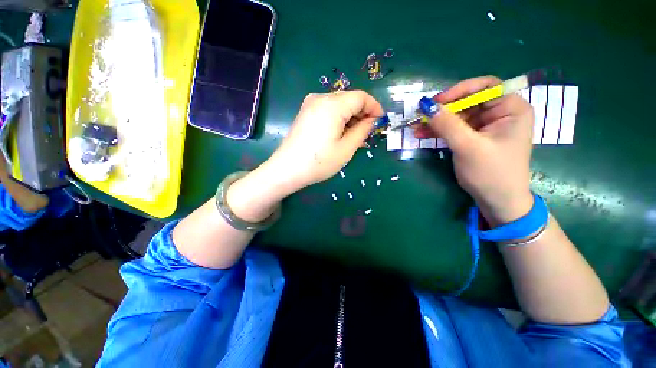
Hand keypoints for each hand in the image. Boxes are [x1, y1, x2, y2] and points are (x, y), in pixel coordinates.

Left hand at [226, 90, 382, 222]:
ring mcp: (310, 104)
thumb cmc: (319, 162)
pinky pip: (328, 109)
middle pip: (349, 98)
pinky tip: (340, 132)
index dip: (374, 107)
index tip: (380, 121)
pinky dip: (339, 118)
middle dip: (362, 113)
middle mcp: (320, 98)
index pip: (361, 97)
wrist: (287, 169)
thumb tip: (371, 121)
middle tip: (367, 131)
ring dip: (350, 116)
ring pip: (339, 104)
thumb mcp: (346, 148)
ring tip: (354, 135)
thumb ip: (362, 131)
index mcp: (333, 105)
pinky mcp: (305, 112)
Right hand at [415, 76, 534, 224]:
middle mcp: (500, 114)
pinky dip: (438, 131)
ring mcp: (485, 127)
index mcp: (511, 109)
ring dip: (436, 121)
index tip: (437, 102)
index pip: (486, 87)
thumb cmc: (491, 173)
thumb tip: (426, 105)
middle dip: (443, 110)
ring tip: (415, 127)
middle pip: (468, 102)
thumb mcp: (468, 147)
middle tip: (420, 116)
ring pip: (457, 116)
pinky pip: (454, 128)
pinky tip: (422, 134)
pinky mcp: (473, 137)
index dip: (460, 91)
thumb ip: (447, 125)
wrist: (497, 201)